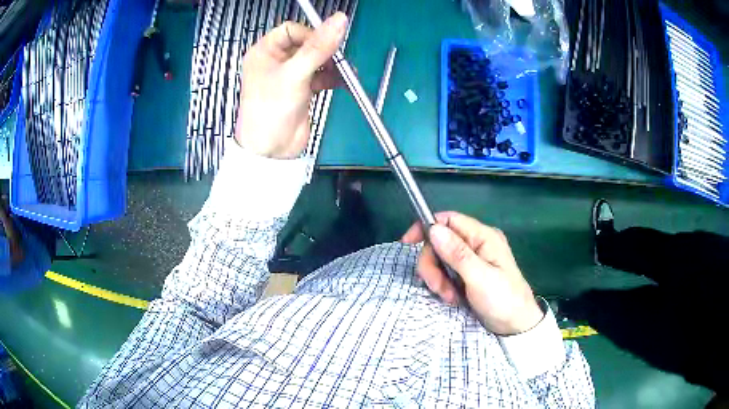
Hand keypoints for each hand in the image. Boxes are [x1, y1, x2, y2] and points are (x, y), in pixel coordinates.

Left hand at [235, 13, 347, 158]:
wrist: (271, 151)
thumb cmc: (269, 111)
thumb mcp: (294, 74)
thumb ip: (318, 47)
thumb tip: (339, 20)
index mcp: (264, 52)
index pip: (292, 30)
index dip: (310, 34)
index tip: (325, 44)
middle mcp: (276, 61)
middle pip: (307, 43)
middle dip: (325, 50)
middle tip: (338, 58)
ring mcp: (290, 75)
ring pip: (317, 59)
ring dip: (332, 64)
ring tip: (343, 72)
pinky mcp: (302, 89)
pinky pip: (321, 75)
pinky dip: (333, 77)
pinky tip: (341, 82)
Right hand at [402, 212, 543, 335]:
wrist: (515, 326)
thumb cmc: (503, 300)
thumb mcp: (480, 278)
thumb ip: (457, 254)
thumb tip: (433, 228)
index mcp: (483, 237)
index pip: (449, 220)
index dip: (426, 227)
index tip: (407, 243)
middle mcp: (476, 243)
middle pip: (440, 242)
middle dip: (433, 265)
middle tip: (438, 288)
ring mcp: (472, 259)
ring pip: (440, 259)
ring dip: (438, 279)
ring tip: (450, 297)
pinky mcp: (467, 274)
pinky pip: (445, 272)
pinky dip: (443, 285)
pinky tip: (452, 298)